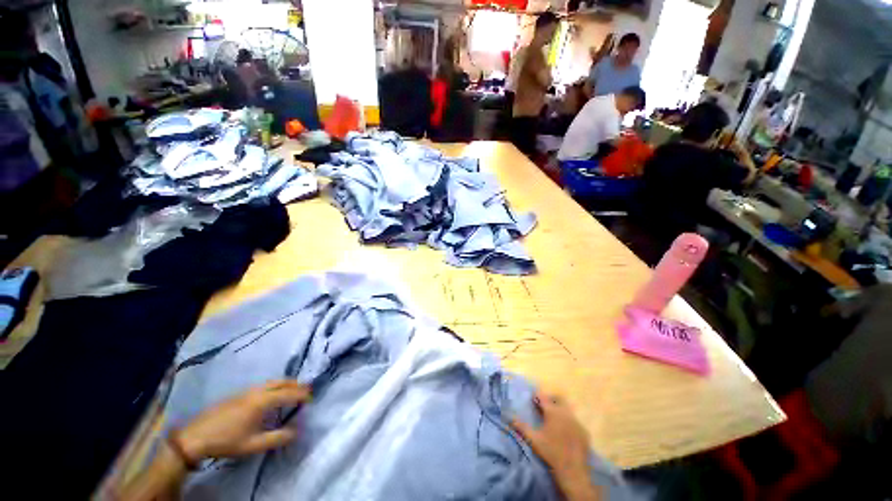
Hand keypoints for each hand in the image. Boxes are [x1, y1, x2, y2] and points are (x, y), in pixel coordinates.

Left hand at [176, 380, 310, 461]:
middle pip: (281, 382)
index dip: (302, 395)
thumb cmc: (227, 441)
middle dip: (295, 384)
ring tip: (292, 390)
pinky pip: (262, 385)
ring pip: (271, 382)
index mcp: (262, 401)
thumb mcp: (253, 445)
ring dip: (284, 384)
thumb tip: (297, 432)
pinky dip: (274, 386)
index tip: (312, 398)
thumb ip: (277, 438)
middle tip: (306, 389)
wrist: (195, 437)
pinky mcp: (237, 394)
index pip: (288, 394)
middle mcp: (257, 391)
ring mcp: (246, 391)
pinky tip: (270, 395)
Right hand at [512, 392, 599, 500]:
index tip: (532, 399)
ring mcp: (577, 422)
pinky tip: (565, 431)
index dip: (537, 396)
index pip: (543, 396)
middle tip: (543, 405)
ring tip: (553, 418)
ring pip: (568, 408)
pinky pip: (575, 420)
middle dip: (550, 398)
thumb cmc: (550, 453)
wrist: (573, 471)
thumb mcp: (533, 439)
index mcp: (553, 412)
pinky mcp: (584, 432)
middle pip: (558, 398)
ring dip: (560, 409)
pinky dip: (568, 421)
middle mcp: (566, 413)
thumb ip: (521, 426)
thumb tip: (508, 416)